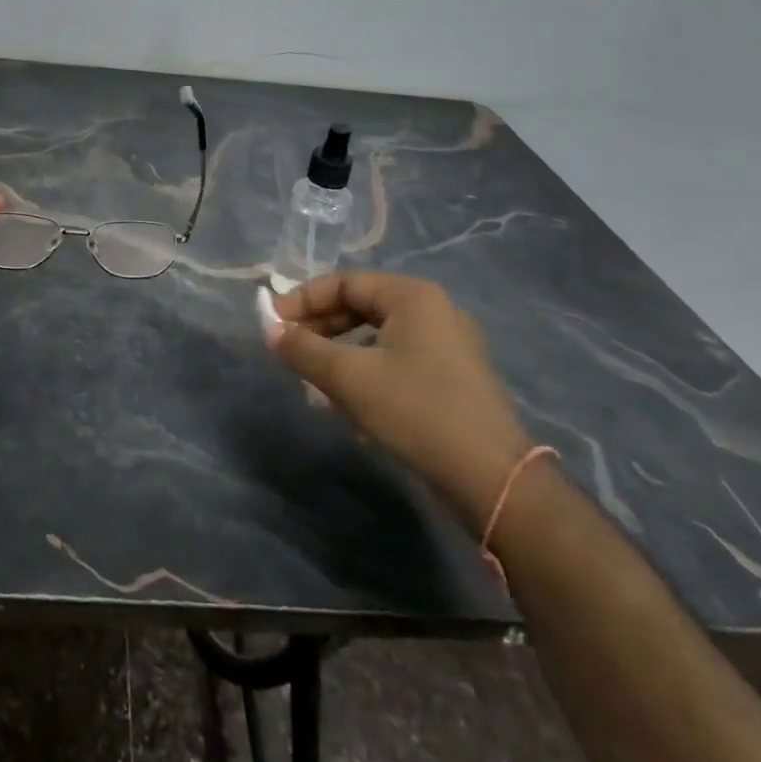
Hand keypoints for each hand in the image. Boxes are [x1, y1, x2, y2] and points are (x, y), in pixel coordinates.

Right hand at [269, 273, 532, 533]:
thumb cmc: (415, 411)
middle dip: (321, 330)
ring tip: (315, 385)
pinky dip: (368, 375)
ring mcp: (448, 346)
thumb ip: (303, 349)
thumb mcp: (349, 378)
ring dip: (340, 356)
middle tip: (290, 352)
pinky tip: (352, 409)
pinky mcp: (453, 379)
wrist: (491, 479)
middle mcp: (433, 311)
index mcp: (412, 296)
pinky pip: (397, 362)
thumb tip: (269, 330)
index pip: (344, 283)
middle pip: (361, 308)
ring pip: (377, 339)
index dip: (302, 300)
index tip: (273, 324)